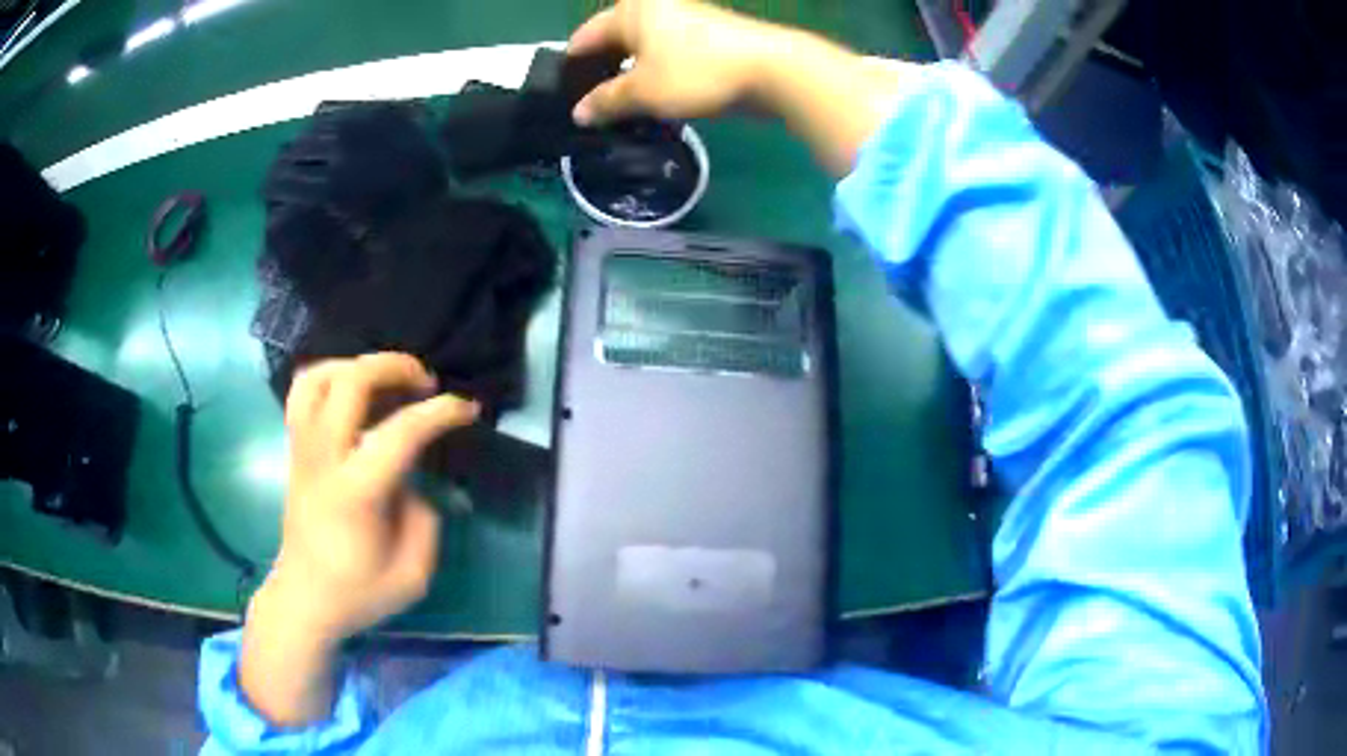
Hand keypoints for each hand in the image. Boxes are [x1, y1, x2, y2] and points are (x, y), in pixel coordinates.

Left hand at [240, 353, 476, 723]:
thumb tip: (412, 482)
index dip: (440, 413)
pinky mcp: (295, 451)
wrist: (304, 600)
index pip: (400, 432)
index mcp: (356, 493)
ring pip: (318, 377)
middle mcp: (324, 459)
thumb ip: (424, 519)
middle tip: (424, 382)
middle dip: (394, 366)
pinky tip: (352, 394)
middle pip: (350, 382)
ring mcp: (303, 451)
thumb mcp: (413, 574)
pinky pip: (303, 393)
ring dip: (356, 365)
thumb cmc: (358, 593)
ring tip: (384, 380)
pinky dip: (330, 378)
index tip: (467, 410)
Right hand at [569, 0, 782, 124]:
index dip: (574, 68)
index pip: (585, 37)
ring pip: (642, 50)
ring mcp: (684, 19)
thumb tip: (578, 115)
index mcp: (631, 9)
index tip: (567, 98)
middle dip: (603, 73)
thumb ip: (605, 102)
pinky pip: (667, 55)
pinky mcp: (707, 36)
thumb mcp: (642, 92)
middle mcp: (654, 6)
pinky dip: (657, 75)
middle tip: (594, 108)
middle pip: (614, 41)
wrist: (773, 70)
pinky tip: (654, 101)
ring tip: (622, 110)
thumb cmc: (696, 72)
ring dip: (631, 77)